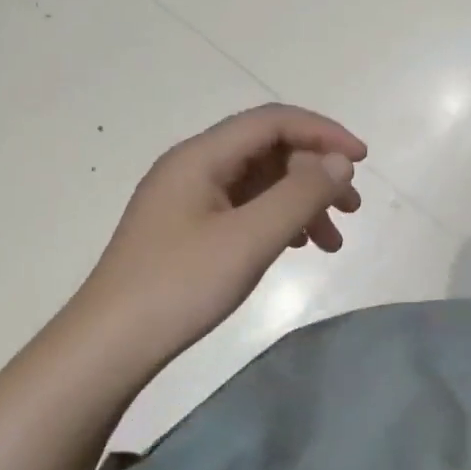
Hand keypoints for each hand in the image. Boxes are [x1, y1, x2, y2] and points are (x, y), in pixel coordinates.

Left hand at [75, 104, 366, 366]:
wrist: (108, 348)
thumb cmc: (179, 286)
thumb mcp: (250, 239)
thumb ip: (301, 195)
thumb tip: (341, 162)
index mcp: (201, 156)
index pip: (273, 121)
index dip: (323, 133)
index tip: (362, 160)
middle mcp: (194, 167)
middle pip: (269, 150)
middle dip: (317, 173)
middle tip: (352, 208)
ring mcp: (189, 199)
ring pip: (261, 182)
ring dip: (302, 200)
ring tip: (333, 240)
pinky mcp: (189, 228)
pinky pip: (247, 207)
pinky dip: (280, 219)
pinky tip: (298, 246)